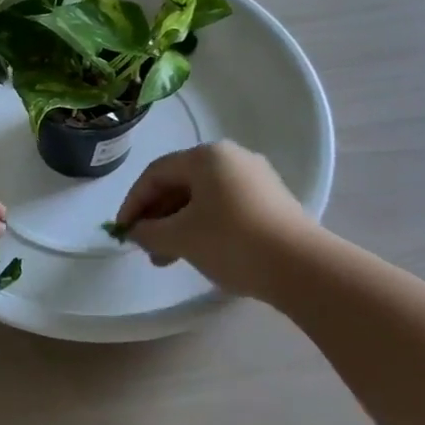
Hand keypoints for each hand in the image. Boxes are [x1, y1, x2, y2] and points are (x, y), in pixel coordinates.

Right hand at [114, 142, 318, 301]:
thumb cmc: (231, 241)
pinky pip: (225, 208)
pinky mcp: (273, 202)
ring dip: (178, 226)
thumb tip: (136, 231)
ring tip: (167, 259)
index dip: (133, 203)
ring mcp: (257, 179)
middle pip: (180, 184)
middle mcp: (232, 158)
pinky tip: (198, 253)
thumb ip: (148, 231)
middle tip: (145, 248)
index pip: (156, 173)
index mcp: (207, 156)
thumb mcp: (180, 237)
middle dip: (157, 217)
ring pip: (202, 199)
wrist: (303, 268)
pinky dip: (204, 227)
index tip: (122, 232)